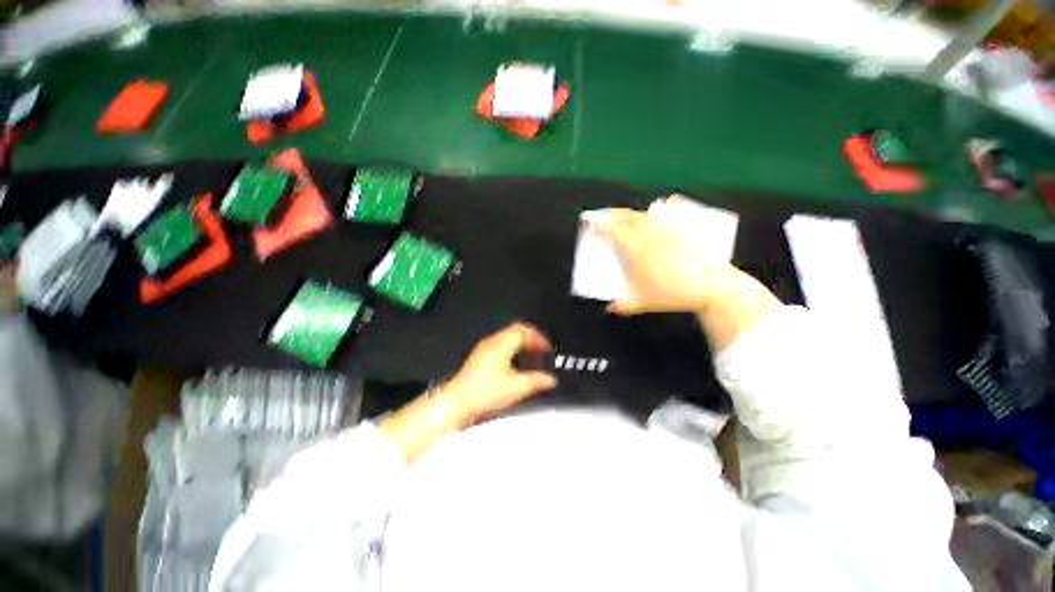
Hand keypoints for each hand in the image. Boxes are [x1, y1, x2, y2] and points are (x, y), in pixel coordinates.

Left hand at [444, 323, 557, 421]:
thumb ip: (536, 381)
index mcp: (501, 343)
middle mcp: (492, 341)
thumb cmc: (487, 391)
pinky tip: (515, 364)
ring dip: (522, 344)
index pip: (523, 330)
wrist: (457, 402)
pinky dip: (512, 349)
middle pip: (515, 331)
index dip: (538, 338)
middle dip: (531, 339)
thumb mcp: (516, 387)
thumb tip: (552, 379)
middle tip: (542, 351)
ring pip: (507, 338)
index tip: (548, 350)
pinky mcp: (479, 357)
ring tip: (531, 357)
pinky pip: (501, 345)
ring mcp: (484, 348)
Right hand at [586, 196, 734, 314]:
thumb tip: (611, 309)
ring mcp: (670, 230)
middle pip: (627, 217)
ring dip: (632, 212)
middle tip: (603, 216)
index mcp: (637, 251)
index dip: (599, 223)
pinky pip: (674, 212)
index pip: (613, 231)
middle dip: (612, 214)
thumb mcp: (645, 302)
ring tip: (627, 215)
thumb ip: (625, 305)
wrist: (712, 288)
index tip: (589, 219)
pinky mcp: (686, 229)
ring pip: (647, 214)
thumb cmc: (674, 295)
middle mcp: (651, 236)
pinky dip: (667, 206)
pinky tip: (666, 203)